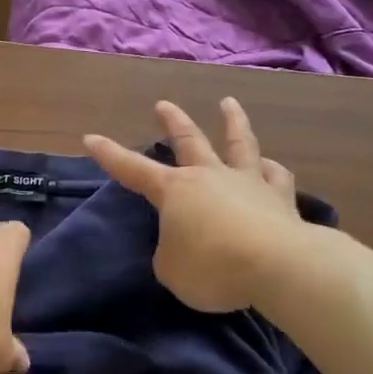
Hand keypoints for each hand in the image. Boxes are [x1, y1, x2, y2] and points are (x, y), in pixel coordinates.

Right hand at [85, 98, 303, 312]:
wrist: (277, 265)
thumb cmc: (212, 267)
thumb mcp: (171, 270)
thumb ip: (171, 254)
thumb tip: (183, 246)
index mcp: (176, 191)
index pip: (133, 169)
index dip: (110, 155)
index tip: (91, 138)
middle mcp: (210, 177)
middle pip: (189, 141)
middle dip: (173, 121)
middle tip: (163, 104)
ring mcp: (248, 183)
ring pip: (239, 143)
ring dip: (233, 121)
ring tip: (229, 103)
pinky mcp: (281, 199)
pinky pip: (276, 177)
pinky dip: (271, 170)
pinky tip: (271, 166)